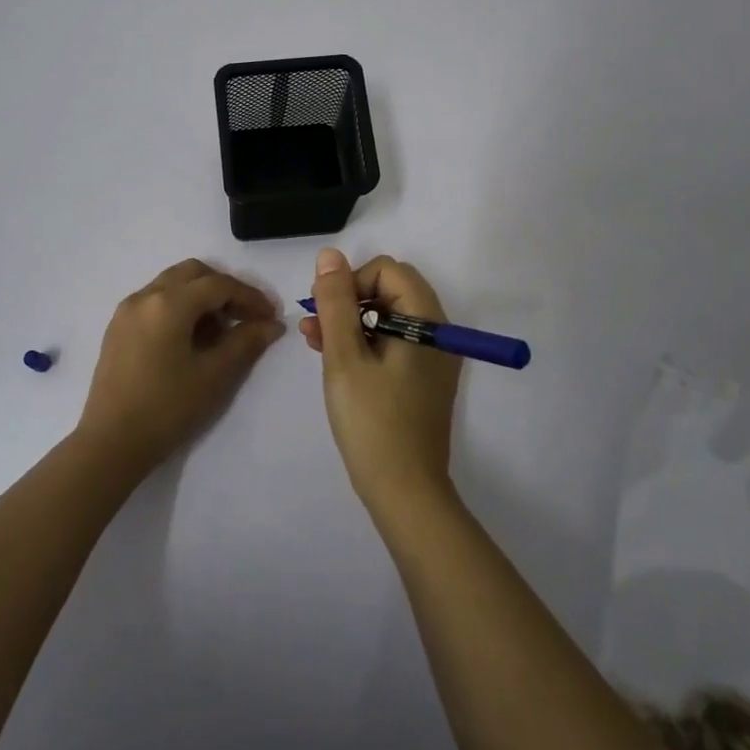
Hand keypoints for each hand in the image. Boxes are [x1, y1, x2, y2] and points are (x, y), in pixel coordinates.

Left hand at [79, 259, 285, 476]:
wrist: (111, 443)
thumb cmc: (167, 408)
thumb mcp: (215, 376)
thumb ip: (246, 343)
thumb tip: (271, 324)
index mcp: (168, 303)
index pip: (218, 285)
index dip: (250, 297)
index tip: (270, 317)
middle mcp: (144, 296)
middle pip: (193, 274)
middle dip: (224, 288)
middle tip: (245, 316)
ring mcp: (126, 311)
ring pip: (171, 284)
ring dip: (200, 297)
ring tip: (220, 331)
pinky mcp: (117, 328)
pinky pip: (154, 301)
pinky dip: (179, 307)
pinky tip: (190, 340)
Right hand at [302, 249, 462, 519]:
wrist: (405, 493)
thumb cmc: (372, 422)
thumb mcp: (345, 358)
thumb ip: (336, 303)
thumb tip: (330, 256)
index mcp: (426, 322)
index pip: (388, 271)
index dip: (352, 282)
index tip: (325, 311)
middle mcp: (437, 333)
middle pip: (390, 291)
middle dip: (348, 300)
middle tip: (315, 326)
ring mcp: (431, 358)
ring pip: (387, 317)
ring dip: (350, 321)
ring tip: (312, 340)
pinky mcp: (422, 380)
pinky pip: (392, 343)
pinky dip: (363, 343)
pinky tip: (332, 358)